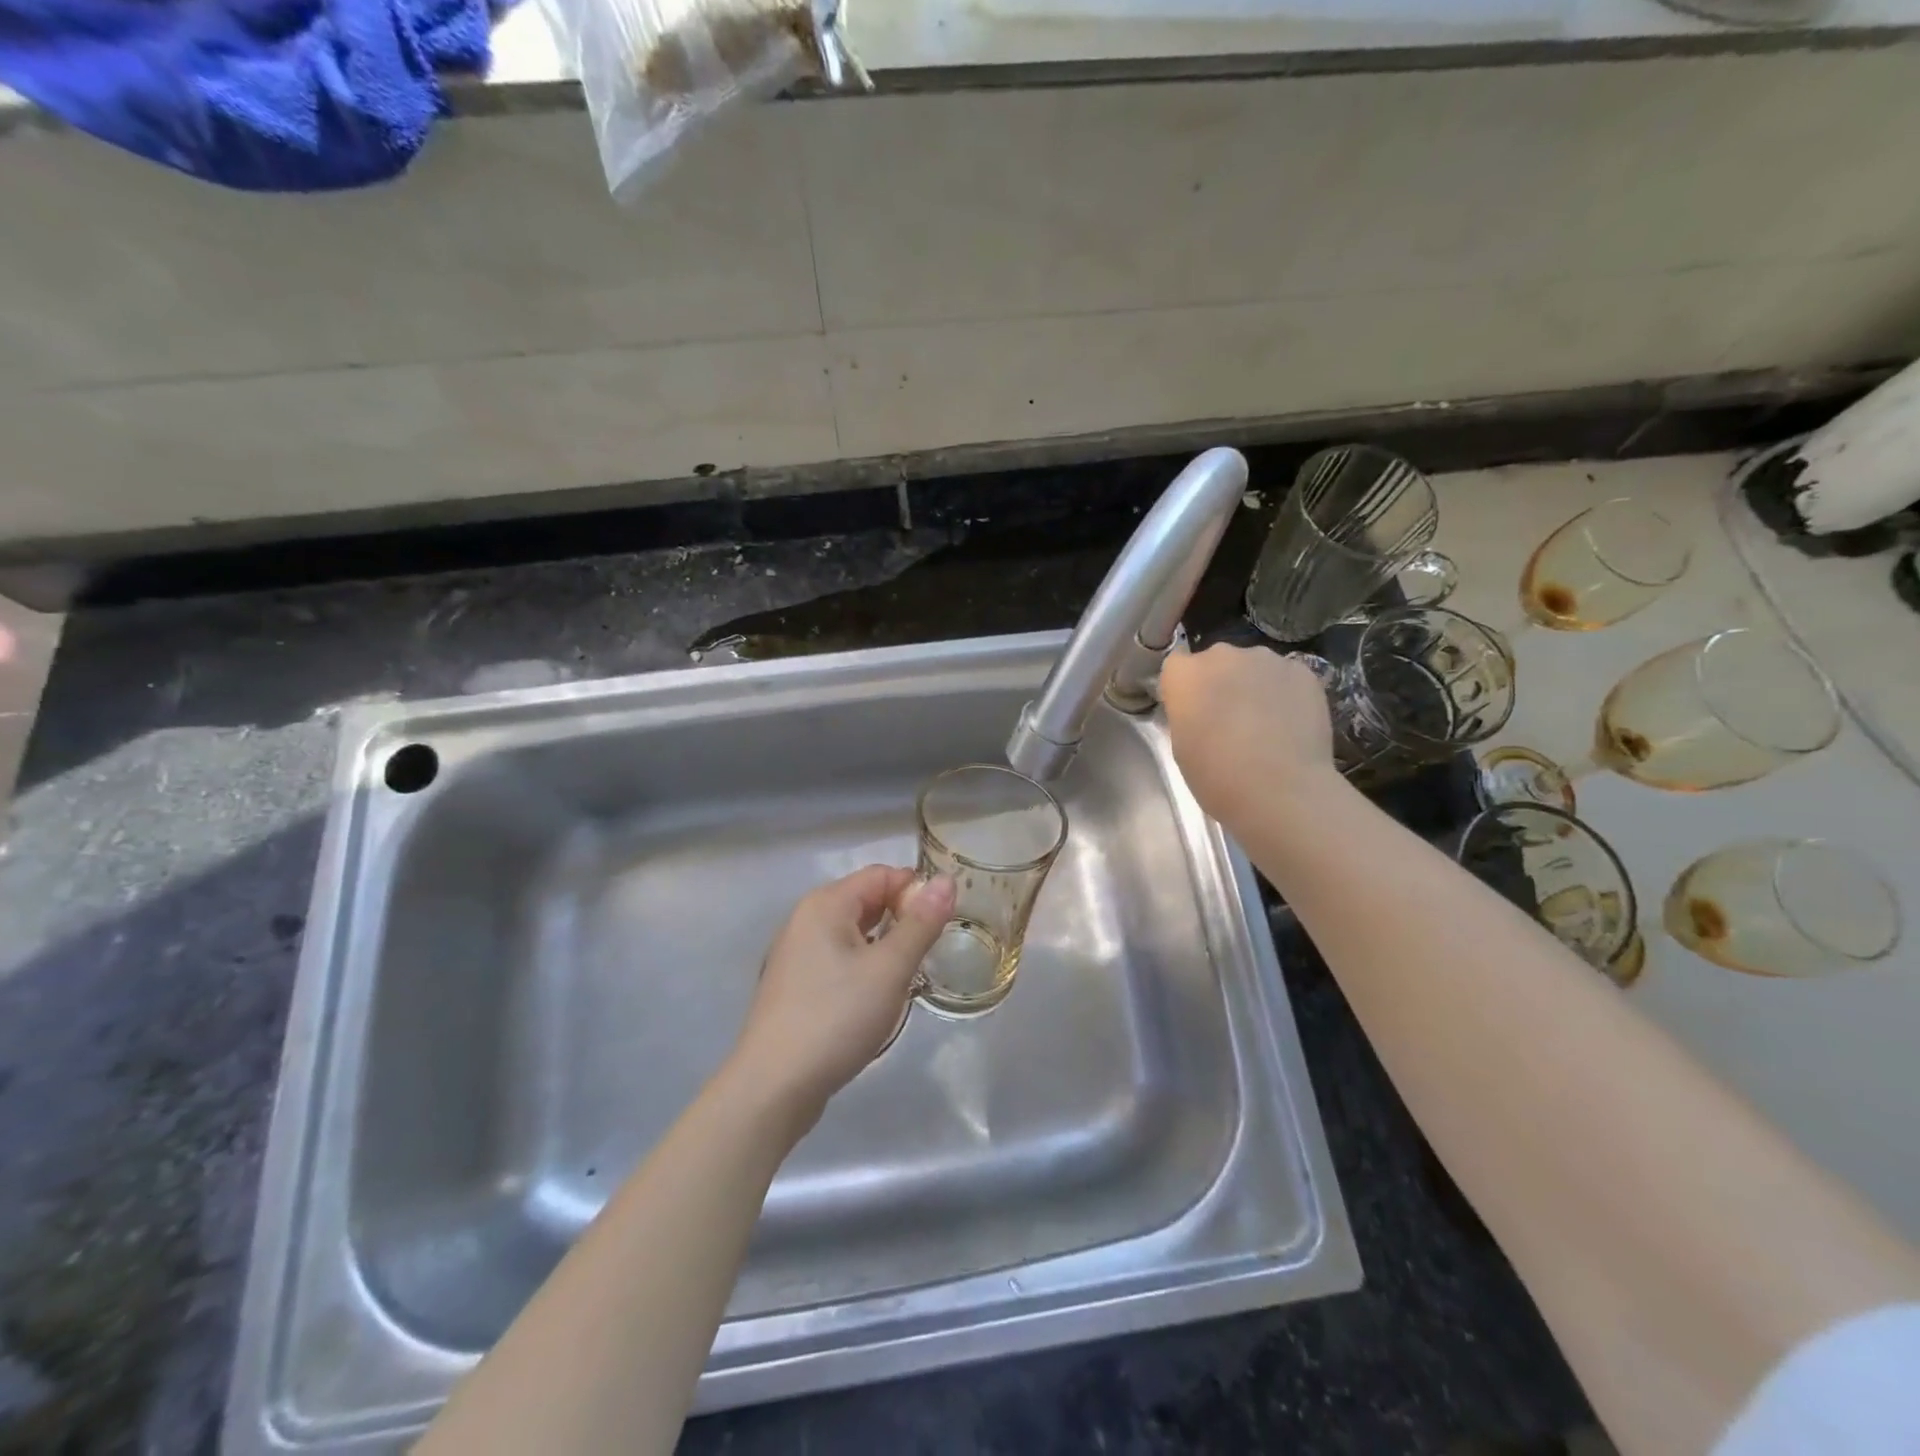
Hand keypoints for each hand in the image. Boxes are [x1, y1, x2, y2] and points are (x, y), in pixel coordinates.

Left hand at [729, 866, 954, 1120]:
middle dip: (902, 918)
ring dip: (885, 945)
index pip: (882, 874)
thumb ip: (921, 923)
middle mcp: (806, 919)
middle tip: (932, 951)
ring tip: (911, 974)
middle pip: (866, 900)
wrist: (773, 1086)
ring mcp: (796, 953)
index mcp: (826, 904)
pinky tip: (877, 996)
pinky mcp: (794, 985)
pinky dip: (863, 965)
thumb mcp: (889, 969)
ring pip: (853, 932)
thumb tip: (947, 880)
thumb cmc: (836, 1017)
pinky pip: (838, 958)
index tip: (944, 923)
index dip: (916, 890)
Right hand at [1159, 644, 1337, 823]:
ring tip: (1264, 723)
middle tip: (1228, 718)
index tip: (1192, 711)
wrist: (1282, 790)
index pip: (1176, 666)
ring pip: (1253, 666)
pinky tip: (1289, 724)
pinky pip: (1285, 676)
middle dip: (1220, 682)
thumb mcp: (1182, 747)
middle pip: (1216, 661)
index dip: (1184, 688)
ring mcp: (1266, 659)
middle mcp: (1223, 655)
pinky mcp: (1303, 671)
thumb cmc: (1218, 776)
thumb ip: (1187, 714)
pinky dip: (1284, 693)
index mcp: (1186, 675)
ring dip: (1253, 685)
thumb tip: (1202, 709)